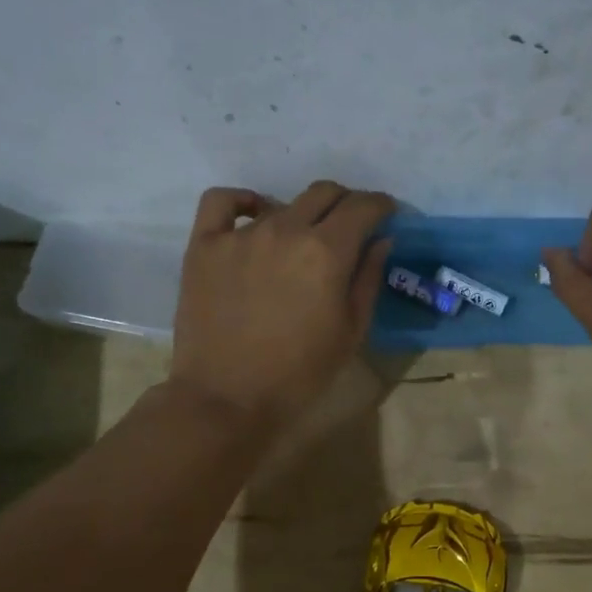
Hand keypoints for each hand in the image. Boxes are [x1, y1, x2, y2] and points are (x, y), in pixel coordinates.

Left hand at [171, 180, 393, 427]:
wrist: (227, 398)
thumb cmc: (299, 374)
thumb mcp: (351, 332)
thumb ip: (368, 279)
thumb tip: (381, 241)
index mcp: (327, 252)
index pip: (363, 207)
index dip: (381, 205)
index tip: (386, 214)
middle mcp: (285, 230)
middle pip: (324, 193)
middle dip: (347, 203)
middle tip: (351, 225)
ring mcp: (241, 234)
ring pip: (281, 202)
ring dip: (302, 214)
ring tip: (302, 241)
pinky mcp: (204, 245)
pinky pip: (223, 202)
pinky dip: (244, 202)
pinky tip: (254, 216)